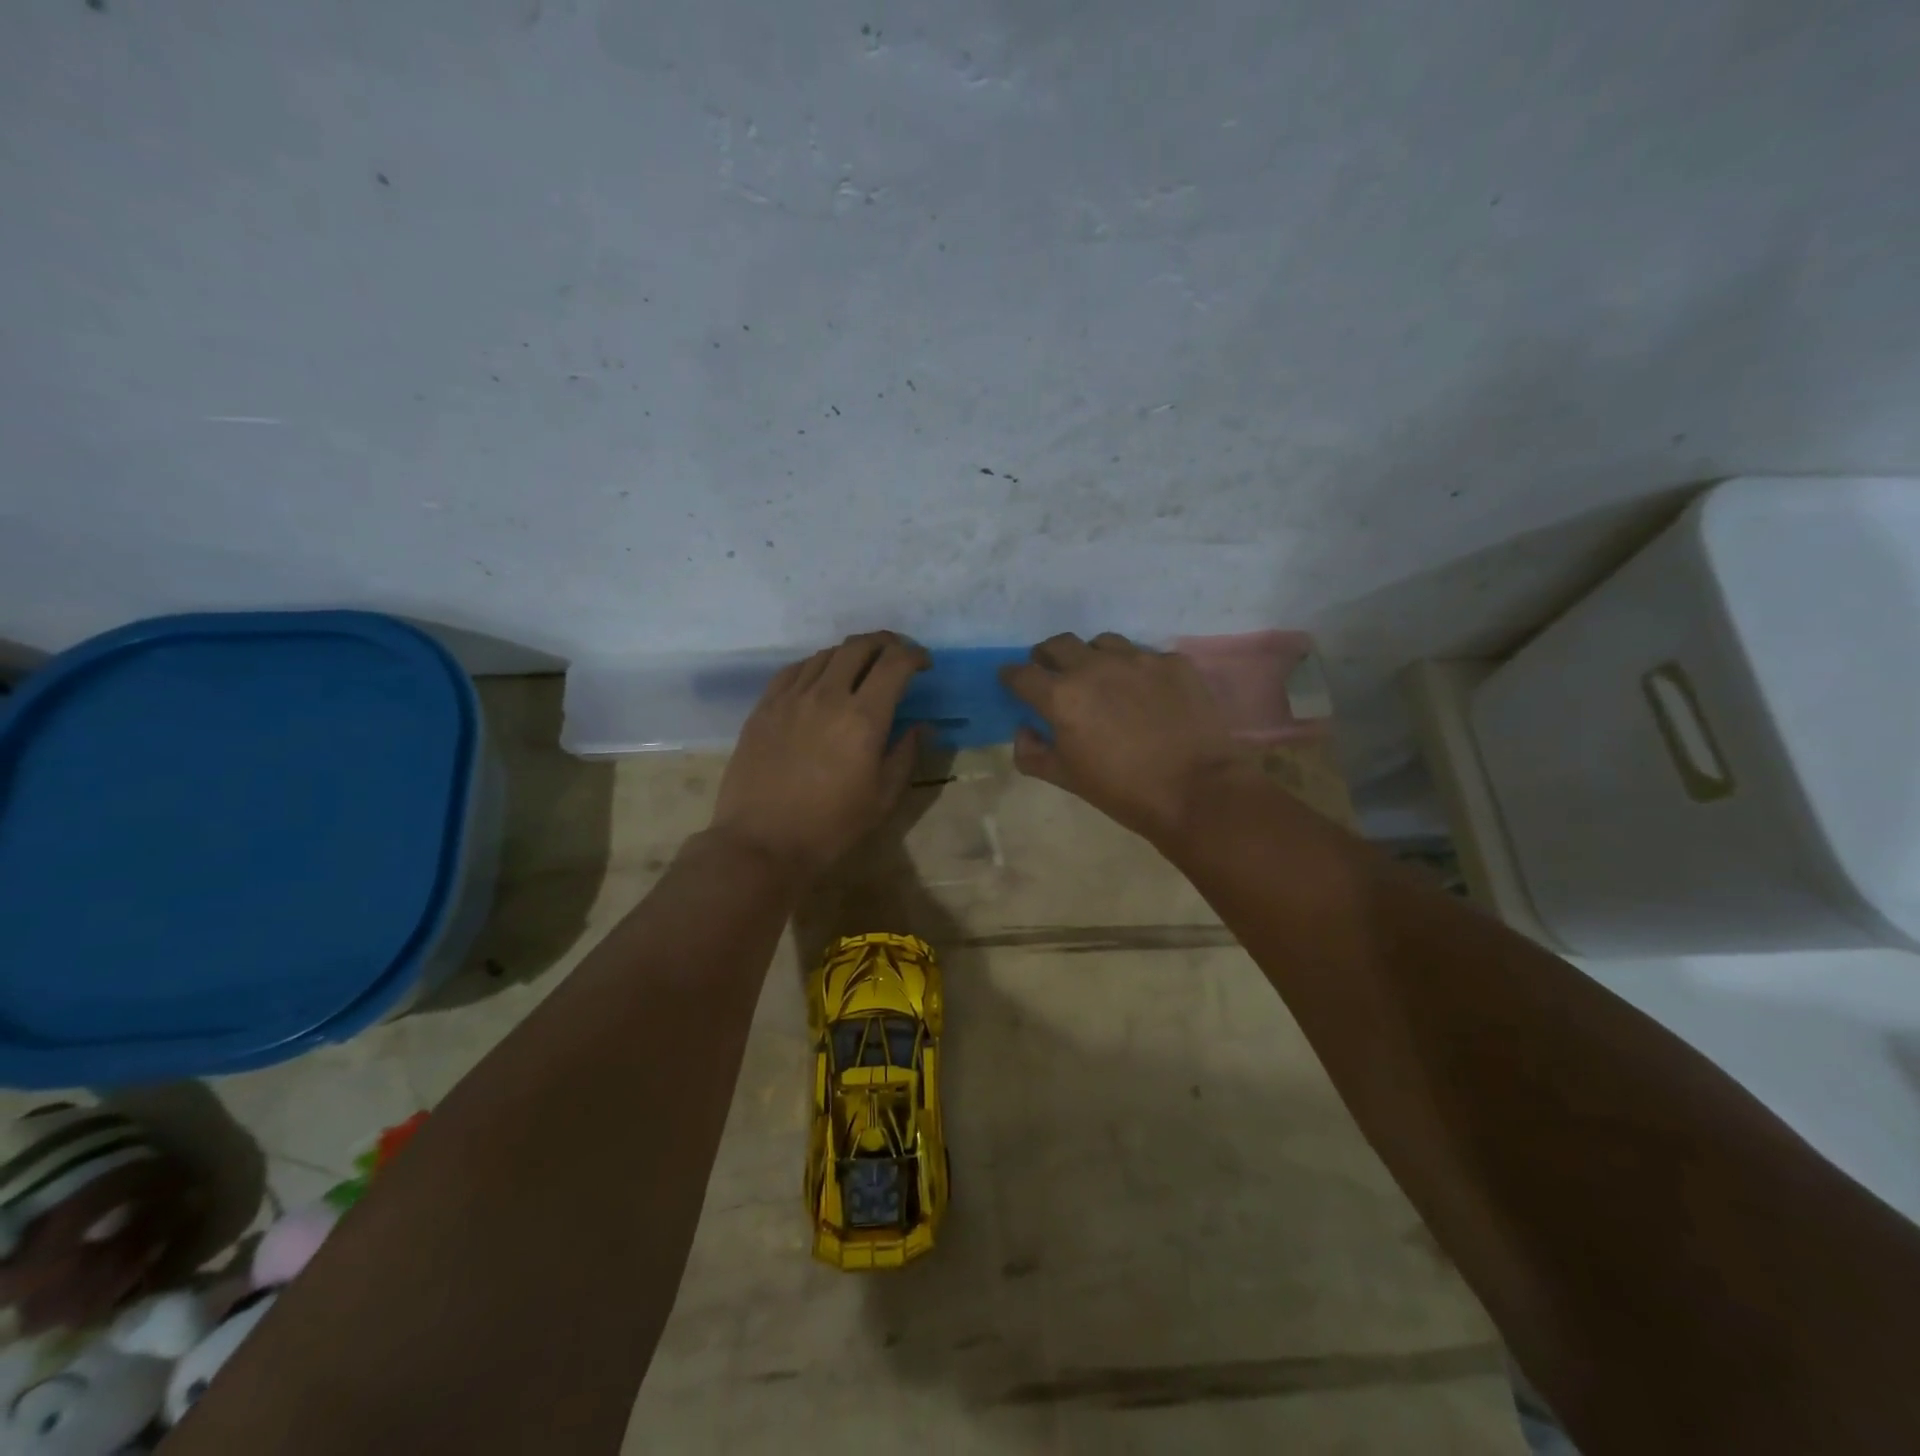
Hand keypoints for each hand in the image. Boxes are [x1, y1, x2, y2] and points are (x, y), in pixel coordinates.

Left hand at [708, 632, 928, 877]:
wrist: (761, 843)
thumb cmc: (831, 827)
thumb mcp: (883, 798)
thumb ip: (905, 754)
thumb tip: (920, 726)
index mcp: (863, 718)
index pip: (895, 664)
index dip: (915, 655)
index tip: (924, 663)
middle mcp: (827, 696)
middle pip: (860, 646)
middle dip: (886, 642)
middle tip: (897, 654)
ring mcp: (790, 698)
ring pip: (826, 654)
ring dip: (851, 653)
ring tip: (861, 667)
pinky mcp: (764, 707)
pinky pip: (794, 670)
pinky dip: (817, 665)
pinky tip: (821, 679)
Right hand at [999, 632, 1255, 845]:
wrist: (1198, 791)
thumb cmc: (1124, 791)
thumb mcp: (1067, 779)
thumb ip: (1033, 753)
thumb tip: (1025, 730)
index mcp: (1062, 696)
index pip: (1022, 674)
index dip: (1012, 677)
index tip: (1012, 681)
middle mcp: (1094, 667)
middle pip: (1058, 644)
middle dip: (1047, 655)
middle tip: (1051, 671)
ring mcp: (1137, 659)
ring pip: (1102, 643)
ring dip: (1092, 657)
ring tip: (1101, 677)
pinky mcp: (1173, 662)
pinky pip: (1145, 656)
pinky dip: (1135, 670)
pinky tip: (1146, 693)